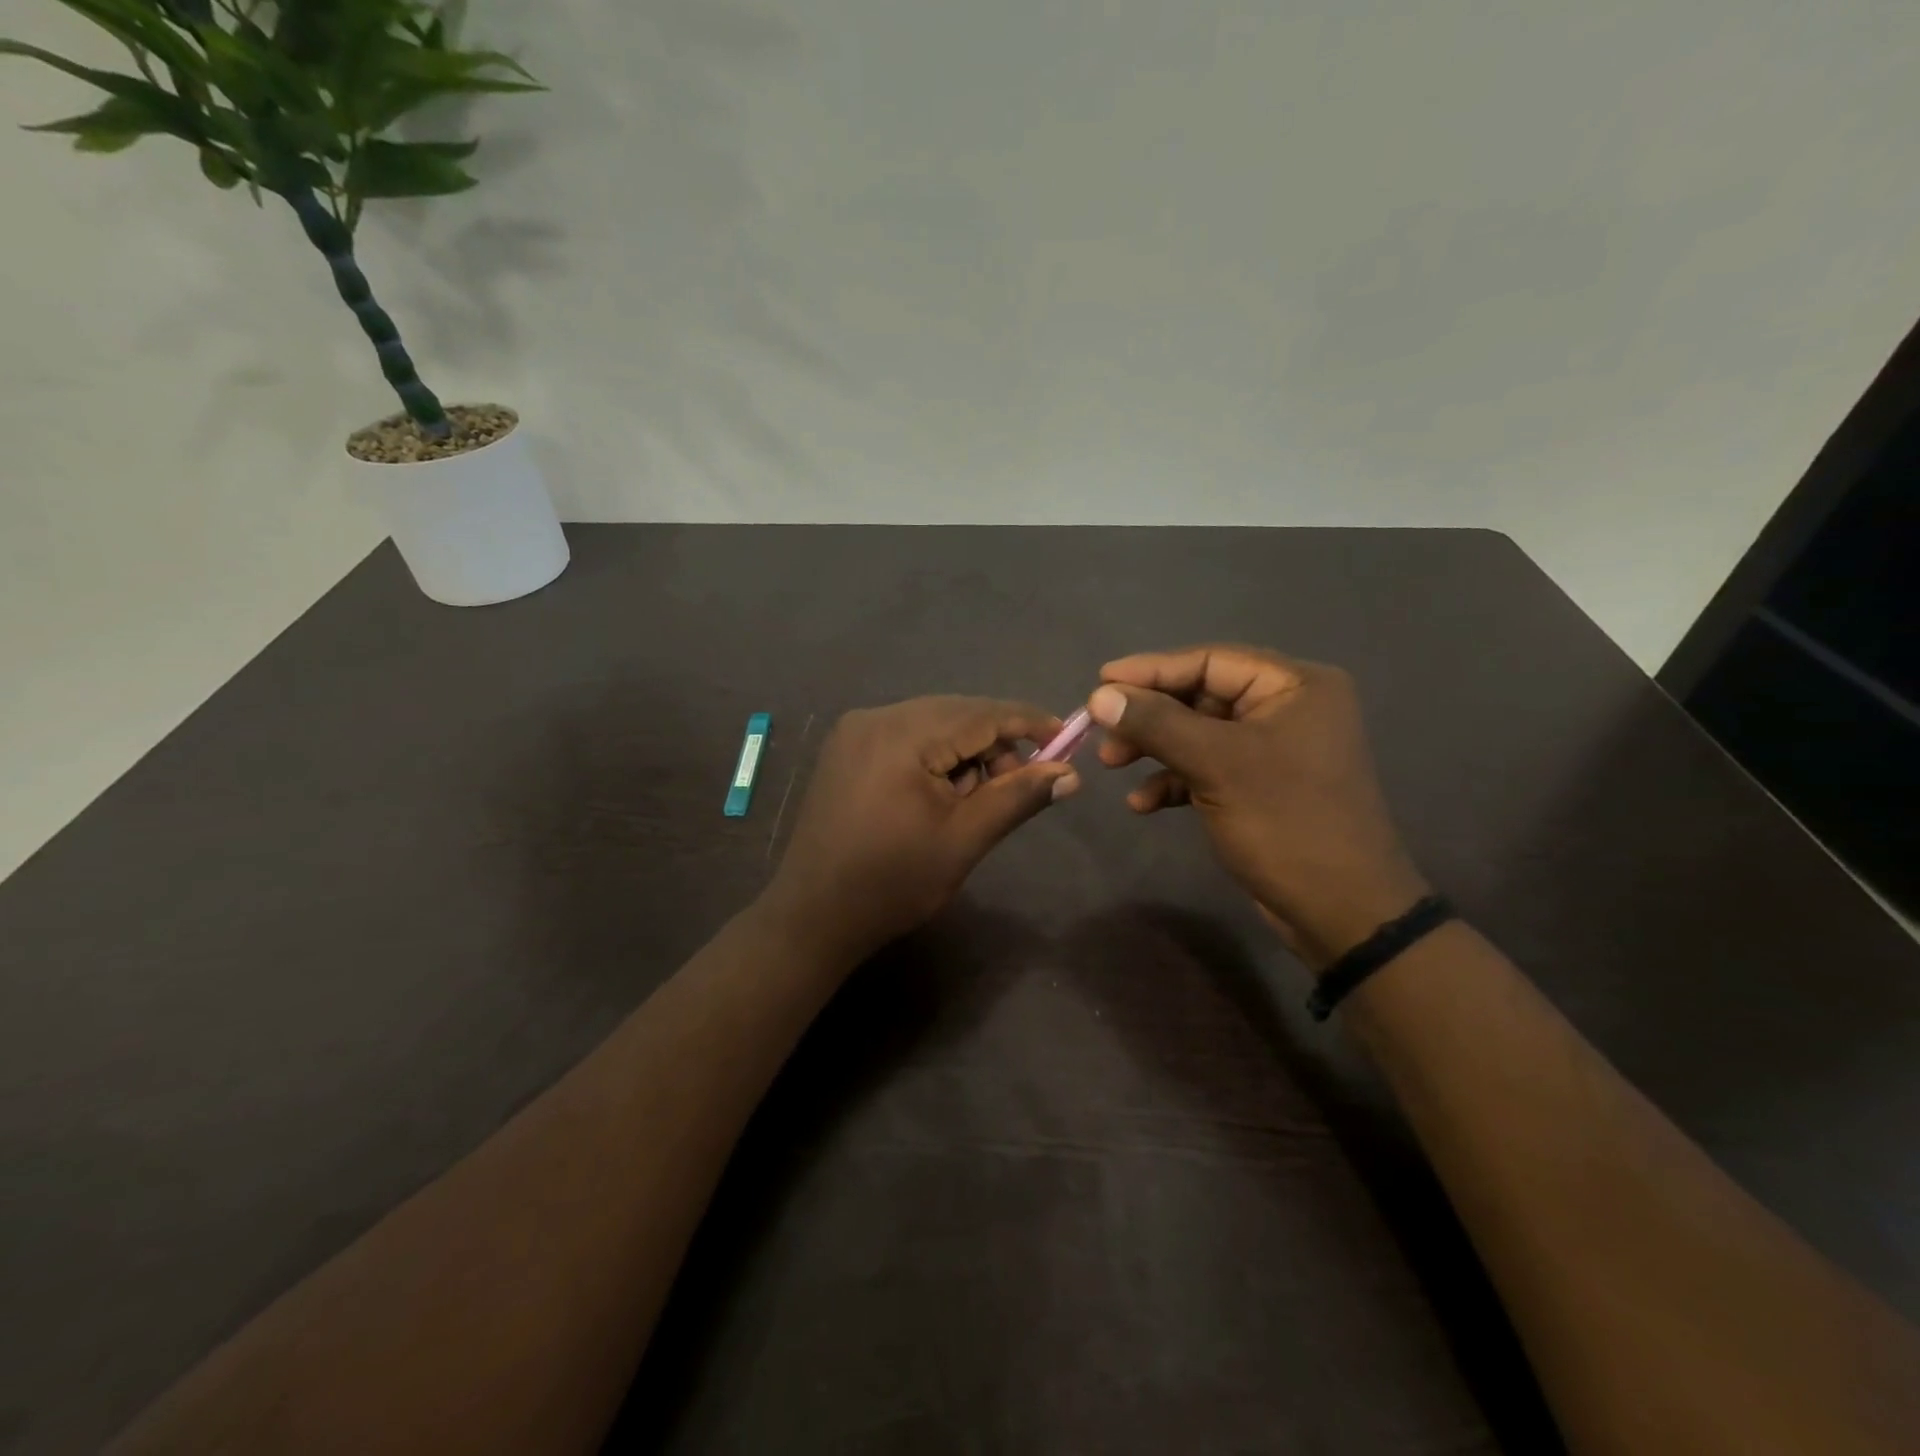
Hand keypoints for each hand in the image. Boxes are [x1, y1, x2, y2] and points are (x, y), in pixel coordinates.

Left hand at [762, 696, 1080, 961]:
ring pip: (932, 726)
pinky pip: (907, 738)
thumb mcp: (964, 839)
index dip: (1028, 723)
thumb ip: (1018, 797)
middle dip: (994, 746)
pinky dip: (935, 758)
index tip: (1067, 738)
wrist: (813, 917)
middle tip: (1017, 788)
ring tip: (972, 803)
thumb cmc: (893, 882)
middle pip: (956, 715)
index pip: (981, 713)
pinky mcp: (846, 750)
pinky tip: (939, 797)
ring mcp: (855, 731)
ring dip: (965, 754)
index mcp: (902, 734)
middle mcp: (875, 717)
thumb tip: (1071, 773)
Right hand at [1089, 645, 1428, 968]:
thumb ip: (1157, 724)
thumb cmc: (1286, 823)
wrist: (1342, 911)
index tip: (1099, 681)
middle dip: (1148, 716)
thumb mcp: (1216, 765)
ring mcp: (1275, 748)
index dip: (1151, 670)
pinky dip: (1174, 780)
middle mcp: (1288, 707)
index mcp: (1294, 686)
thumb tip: (1100, 695)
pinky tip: (1142, 804)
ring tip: (1111, 765)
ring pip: (1198, 733)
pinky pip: (1208, 767)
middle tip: (1102, 732)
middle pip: (1201, 696)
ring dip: (1154, 748)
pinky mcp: (1261, 785)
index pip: (1210, 661)